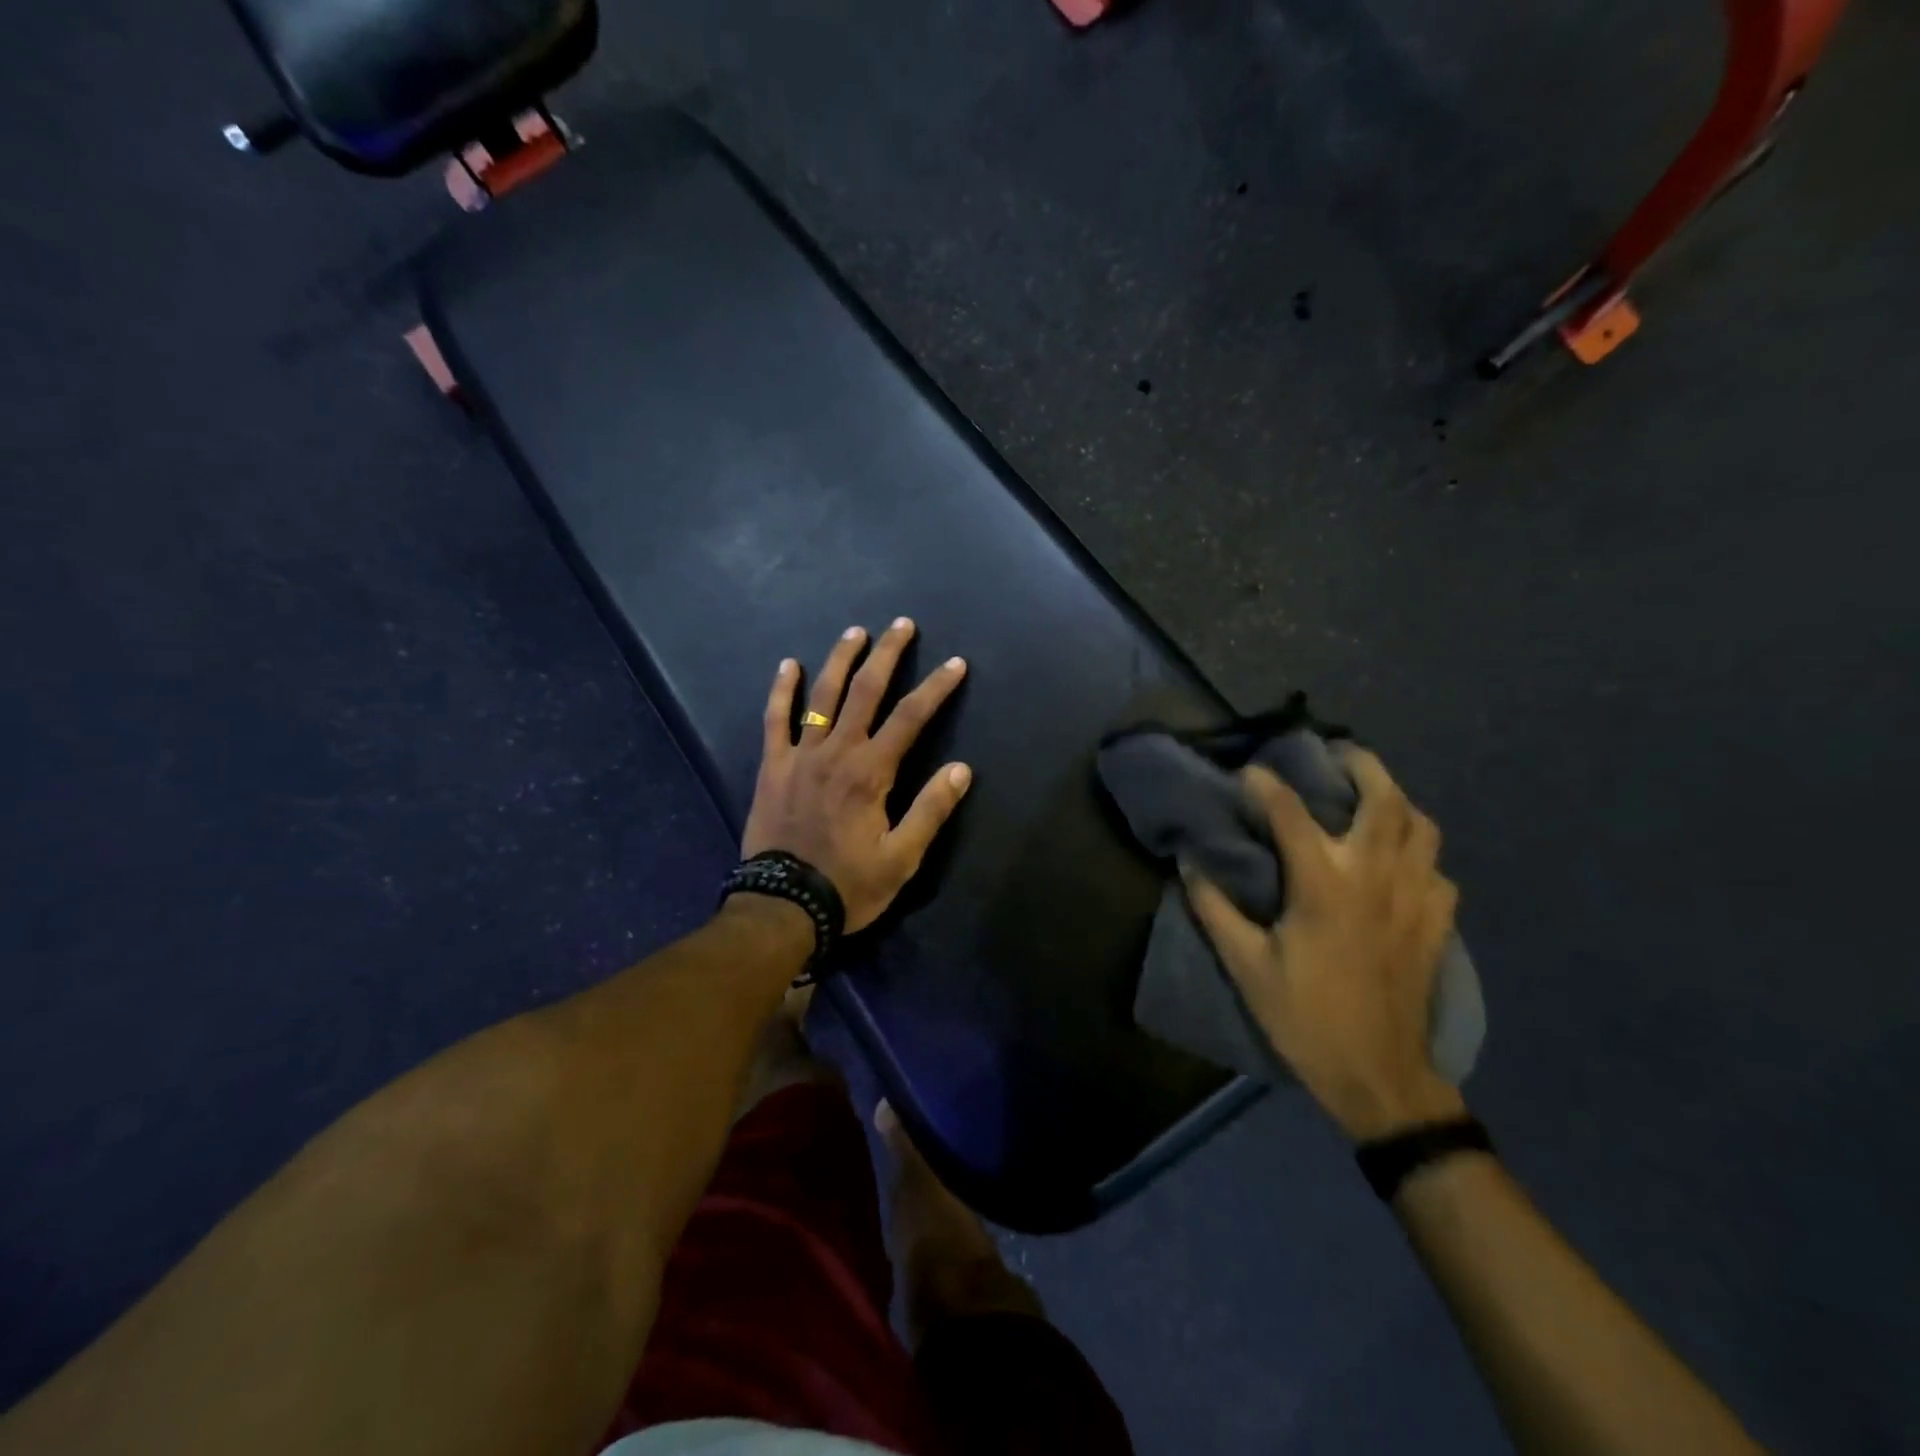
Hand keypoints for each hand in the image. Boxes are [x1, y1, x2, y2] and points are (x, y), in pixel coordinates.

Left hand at [741, 619, 972, 932]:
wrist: (783, 905)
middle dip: (887, 655)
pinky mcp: (772, 767)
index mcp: (871, 773)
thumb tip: (962, 769)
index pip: (911, 718)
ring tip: (855, 632)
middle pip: (865, 692)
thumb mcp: (902, 857)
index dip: (936, 688)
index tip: (955, 664)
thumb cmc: (849, 885)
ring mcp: (800, 756)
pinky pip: (775, 720)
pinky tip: (788, 665)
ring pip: (822, 697)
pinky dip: (782, 691)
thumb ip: (931, 810)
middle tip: (902, 624)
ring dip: (840, 660)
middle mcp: (837, 752)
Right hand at [1184, 748, 1463, 1141]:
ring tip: (1370, 799)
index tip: (1249, 773)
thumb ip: (1215, 908)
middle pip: (1383, 799)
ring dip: (1396, 801)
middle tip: (1336, 754)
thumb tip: (1189, 862)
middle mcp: (1375, 876)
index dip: (1266, 785)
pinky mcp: (1437, 922)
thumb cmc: (1305, 1017)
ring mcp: (1415, 897)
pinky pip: (1437, 868)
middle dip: (1361, 765)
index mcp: (1323, 885)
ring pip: (1421, 825)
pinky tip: (1397, 863)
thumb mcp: (1246, 965)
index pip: (1291, 813)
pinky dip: (1417, 852)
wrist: (1379, 1075)